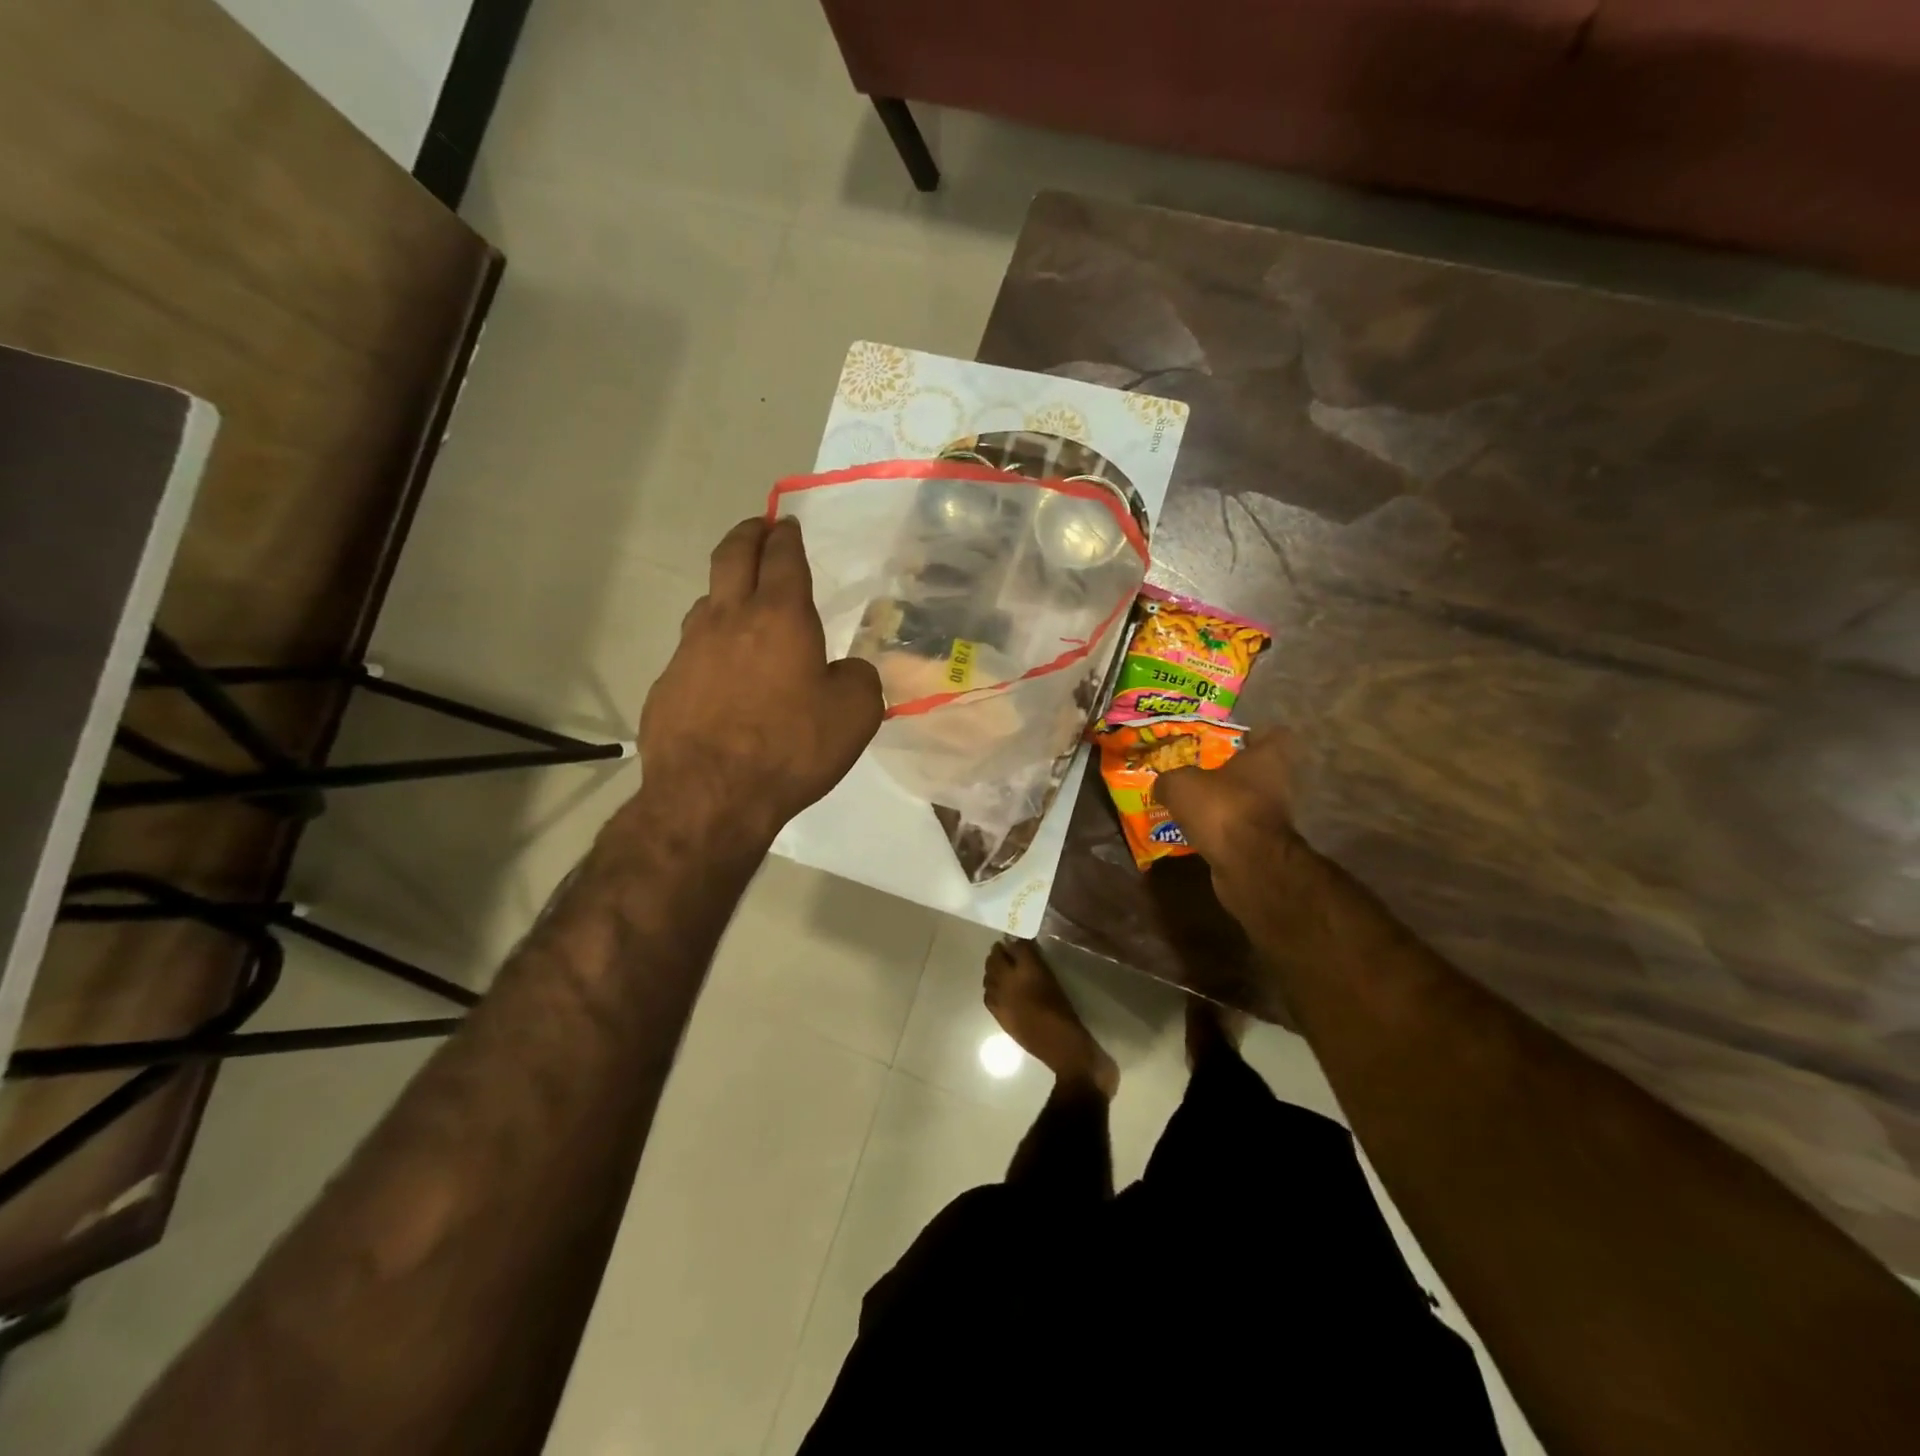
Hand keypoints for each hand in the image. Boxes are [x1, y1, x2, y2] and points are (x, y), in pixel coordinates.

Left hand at [635, 516, 882, 849]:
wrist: (711, 796)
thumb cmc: (791, 748)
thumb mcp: (856, 714)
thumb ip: (860, 677)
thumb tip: (846, 669)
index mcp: (780, 616)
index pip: (783, 556)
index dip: (787, 536)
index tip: (787, 525)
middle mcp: (729, 619)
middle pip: (732, 555)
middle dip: (748, 534)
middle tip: (758, 528)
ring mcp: (690, 649)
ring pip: (708, 600)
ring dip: (726, 588)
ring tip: (741, 601)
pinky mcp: (668, 683)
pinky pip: (693, 648)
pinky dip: (712, 643)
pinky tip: (722, 671)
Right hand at [1154, 729, 1320, 930]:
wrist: (1247, 864)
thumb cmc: (1221, 808)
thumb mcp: (1179, 784)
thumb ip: (1168, 779)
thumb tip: (1161, 785)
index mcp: (1266, 757)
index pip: (1272, 734)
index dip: (1250, 735)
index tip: (1225, 739)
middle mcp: (1276, 783)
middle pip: (1252, 770)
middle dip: (1225, 772)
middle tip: (1193, 771)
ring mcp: (1272, 816)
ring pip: (1242, 800)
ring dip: (1220, 803)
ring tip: (1187, 803)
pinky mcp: (1262, 844)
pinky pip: (1235, 828)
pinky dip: (1218, 829)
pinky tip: (1192, 831)